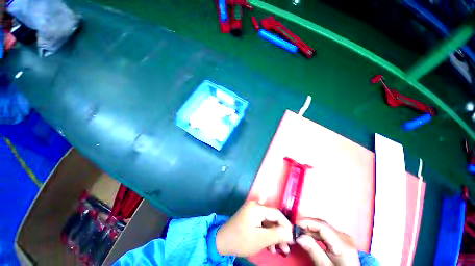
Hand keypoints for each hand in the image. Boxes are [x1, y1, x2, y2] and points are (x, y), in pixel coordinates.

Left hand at [216, 201, 292, 256]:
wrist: (222, 242)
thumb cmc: (241, 240)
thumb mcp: (261, 239)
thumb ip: (277, 234)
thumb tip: (291, 233)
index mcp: (257, 208)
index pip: (277, 214)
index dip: (286, 225)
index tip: (293, 237)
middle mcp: (255, 206)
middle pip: (272, 218)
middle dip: (280, 233)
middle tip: (286, 247)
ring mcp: (251, 211)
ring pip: (268, 222)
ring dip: (274, 235)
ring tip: (279, 250)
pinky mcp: (249, 217)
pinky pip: (261, 224)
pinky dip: (266, 233)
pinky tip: (270, 246)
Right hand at [296, 219, 360, 265]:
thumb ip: (313, 250)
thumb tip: (299, 236)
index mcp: (343, 244)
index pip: (322, 225)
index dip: (307, 222)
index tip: (295, 225)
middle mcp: (345, 237)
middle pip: (322, 225)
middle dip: (307, 225)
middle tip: (295, 229)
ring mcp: (344, 237)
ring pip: (323, 227)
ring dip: (310, 228)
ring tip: (300, 233)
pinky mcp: (342, 239)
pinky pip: (326, 232)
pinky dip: (316, 233)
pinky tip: (309, 236)